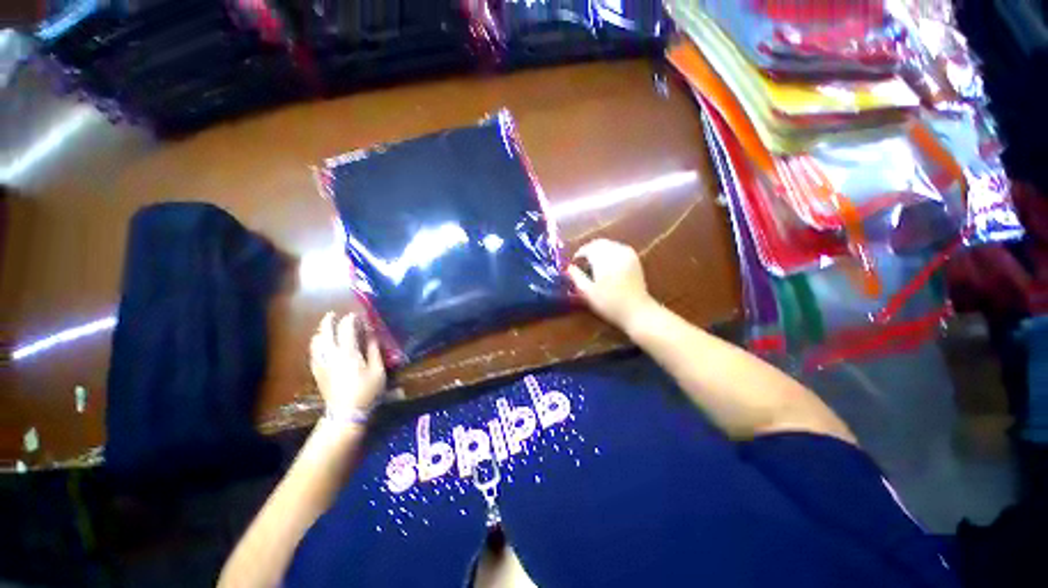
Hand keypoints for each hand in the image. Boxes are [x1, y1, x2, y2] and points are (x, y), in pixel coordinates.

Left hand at [310, 312, 386, 422]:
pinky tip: (320, 345)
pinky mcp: (317, 371)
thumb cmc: (366, 391)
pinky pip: (313, 352)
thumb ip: (374, 350)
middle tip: (333, 314)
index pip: (346, 329)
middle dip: (329, 321)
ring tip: (326, 328)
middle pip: (325, 332)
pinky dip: (316, 344)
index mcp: (348, 353)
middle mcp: (331, 354)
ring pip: (316, 342)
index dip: (350, 319)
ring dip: (321, 331)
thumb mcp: (378, 370)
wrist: (346, 412)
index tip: (355, 315)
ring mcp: (321, 363)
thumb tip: (372, 334)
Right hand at [567, 239, 655, 331]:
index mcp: (604, 259)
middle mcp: (616, 252)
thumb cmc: (609, 303)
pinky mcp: (635, 259)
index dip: (579, 254)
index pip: (588, 248)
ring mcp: (628, 254)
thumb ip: (576, 277)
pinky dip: (610, 252)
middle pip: (599, 243)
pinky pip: (619, 248)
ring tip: (594, 263)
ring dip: (599, 250)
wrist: (636, 310)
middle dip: (589, 250)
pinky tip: (607, 264)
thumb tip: (569, 267)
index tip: (574, 264)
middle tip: (582, 262)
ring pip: (609, 244)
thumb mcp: (588, 292)